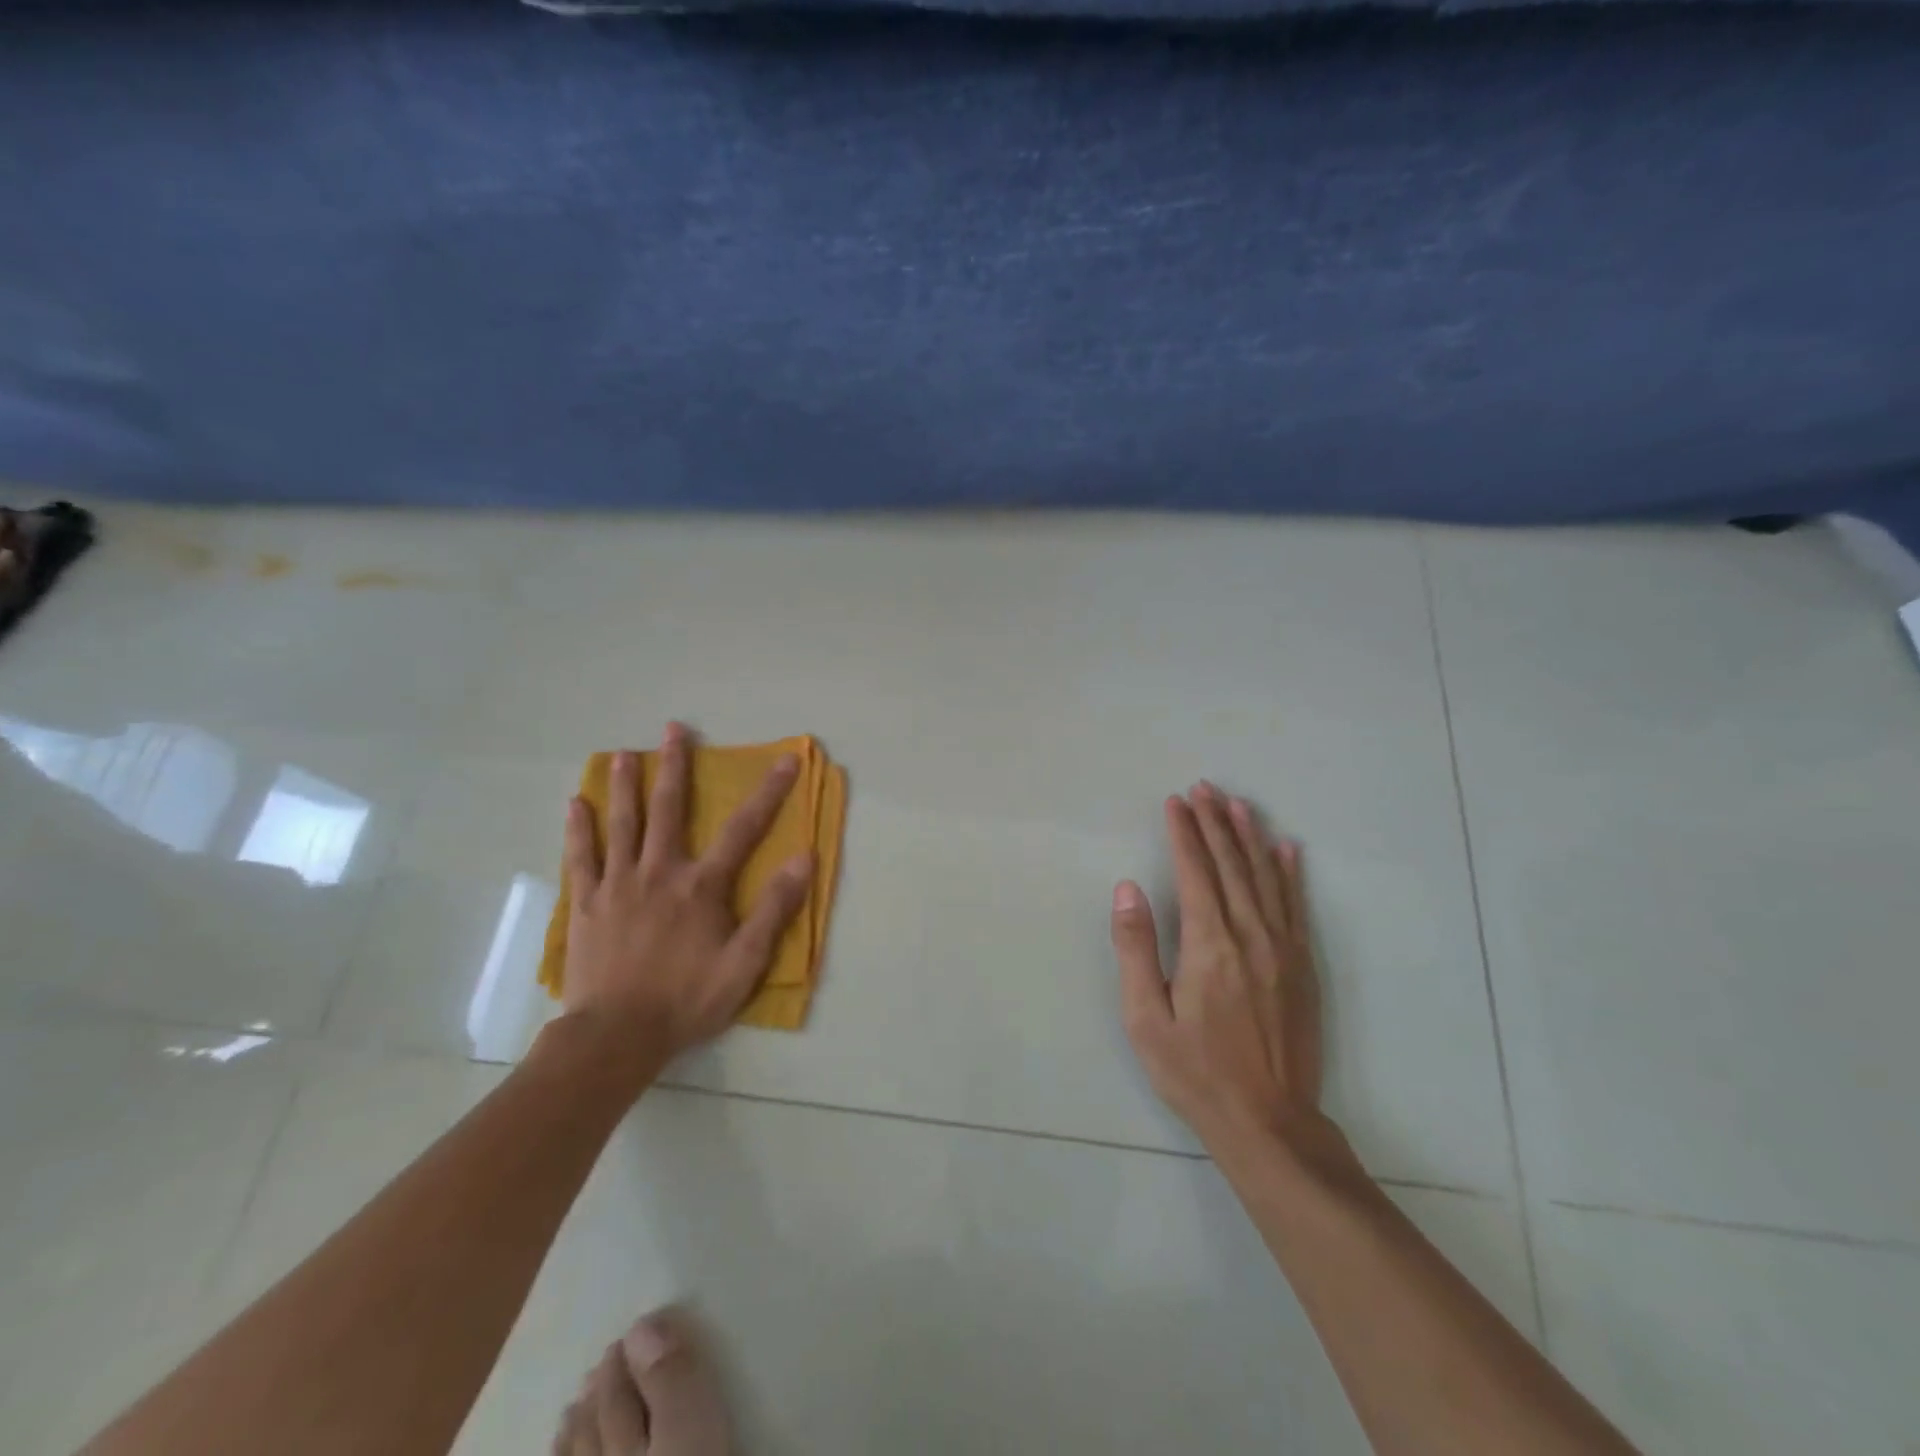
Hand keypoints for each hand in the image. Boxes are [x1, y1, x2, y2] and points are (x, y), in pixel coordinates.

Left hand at [558, 722, 813, 1076]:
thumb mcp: (745, 962)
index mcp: (701, 886)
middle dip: (675, 767)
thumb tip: (804, 859)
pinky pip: (581, 858)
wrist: (615, 1037)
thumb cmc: (687, 1000)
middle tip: (673, 730)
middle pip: (669, 810)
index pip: (744, 829)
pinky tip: (575, 804)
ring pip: (622, 824)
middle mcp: (659, 873)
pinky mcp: (586, 905)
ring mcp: (617, 885)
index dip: (769, 792)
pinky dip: (578, 829)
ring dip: (625, 786)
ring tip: (623, 754)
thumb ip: (774, 909)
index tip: (786, 760)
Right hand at [1111, 783, 1325, 1153]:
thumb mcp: (1145, 1017)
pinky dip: (1289, 873)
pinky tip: (1286, 850)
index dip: (1184, 832)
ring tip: (1237, 803)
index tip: (1175, 802)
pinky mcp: (1302, 966)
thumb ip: (1136, 947)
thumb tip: (1128, 888)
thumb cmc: (1195, 1071)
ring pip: (1265, 877)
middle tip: (1203, 787)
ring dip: (1249, 836)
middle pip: (1230, 864)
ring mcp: (1282, 949)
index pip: (1195, 871)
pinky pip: (1295, 905)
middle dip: (1214, 822)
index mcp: (1209, 944)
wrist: (1269, 1122)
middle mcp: (1250, 935)